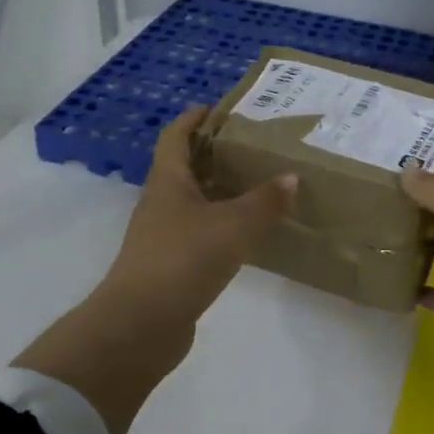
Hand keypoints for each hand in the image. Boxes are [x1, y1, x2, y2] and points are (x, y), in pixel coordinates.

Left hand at [102, 107, 296, 321]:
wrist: (141, 324)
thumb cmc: (183, 259)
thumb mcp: (233, 225)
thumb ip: (264, 202)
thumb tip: (291, 178)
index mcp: (167, 181)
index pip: (175, 137)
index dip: (193, 119)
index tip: (218, 108)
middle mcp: (160, 203)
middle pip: (184, 167)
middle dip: (213, 154)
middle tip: (252, 147)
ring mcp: (162, 236)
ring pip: (193, 202)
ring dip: (219, 192)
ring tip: (257, 186)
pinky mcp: (170, 266)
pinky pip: (198, 234)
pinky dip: (220, 226)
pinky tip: (246, 234)